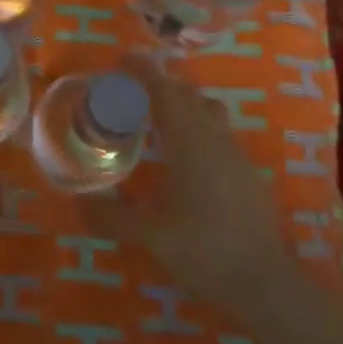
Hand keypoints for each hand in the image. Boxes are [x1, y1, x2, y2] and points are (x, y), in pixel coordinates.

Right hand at [81, 55, 294, 324]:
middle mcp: (215, 139)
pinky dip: (198, 128)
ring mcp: (237, 155)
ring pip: (209, 112)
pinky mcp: (248, 174)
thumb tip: (77, 201)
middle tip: (131, 91)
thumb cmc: (204, 250)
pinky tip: (185, 157)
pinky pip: (219, 134)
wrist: (265, 284)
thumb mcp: (149, 235)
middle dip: (160, 85)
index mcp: (190, 142)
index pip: (164, 92)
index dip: (143, 72)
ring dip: (183, 104)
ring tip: (157, 117)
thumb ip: (111, 215)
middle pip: (188, 96)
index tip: (123, 59)